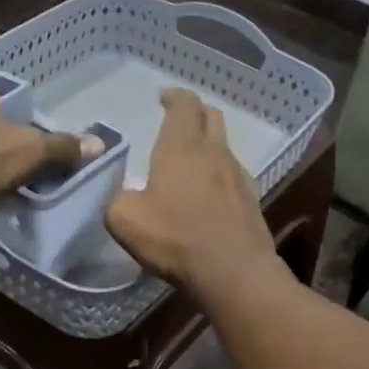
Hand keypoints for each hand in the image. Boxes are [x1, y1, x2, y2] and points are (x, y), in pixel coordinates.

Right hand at [105, 90, 286, 297]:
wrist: (233, 272)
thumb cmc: (176, 239)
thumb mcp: (125, 220)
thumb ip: (117, 200)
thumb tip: (123, 196)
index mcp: (181, 148)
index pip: (184, 105)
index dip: (174, 97)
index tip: (164, 97)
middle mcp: (214, 154)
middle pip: (212, 118)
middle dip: (195, 114)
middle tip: (179, 121)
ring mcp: (238, 177)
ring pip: (225, 148)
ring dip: (209, 146)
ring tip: (192, 161)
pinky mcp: (251, 202)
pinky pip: (234, 177)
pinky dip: (219, 176)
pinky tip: (209, 195)